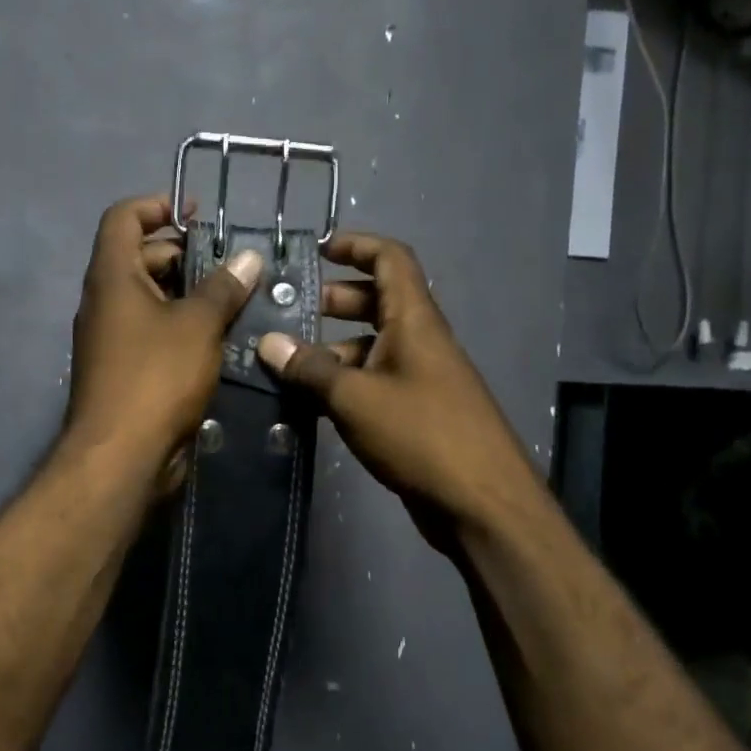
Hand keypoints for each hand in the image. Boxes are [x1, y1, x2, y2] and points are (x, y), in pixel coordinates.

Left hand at [64, 196, 263, 468]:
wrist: (121, 456)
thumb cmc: (156, 377)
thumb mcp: (198, 325)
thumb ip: (223, 288)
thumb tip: (249, 258)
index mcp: (112, 276)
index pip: (124, 217)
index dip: (158, 205)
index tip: (197, 215)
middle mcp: (105, 300)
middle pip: (140, 257)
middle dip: (185, 254)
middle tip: (231, 266)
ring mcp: (112, 337)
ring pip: (151, 298)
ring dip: (189, 294)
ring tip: (236, 300)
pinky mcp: (124, 369)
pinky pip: (154, 332)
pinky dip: (183, 326)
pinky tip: (221, 338)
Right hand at [256, 232, 534, 557]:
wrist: (482, 505)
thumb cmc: (421, 435)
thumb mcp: (355, 398)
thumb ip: (310, 369)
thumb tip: (268, 342)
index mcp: (415, 321)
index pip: (391, 259)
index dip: (357, 245)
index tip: (318, 250)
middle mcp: (420, 341)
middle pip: (378, 301)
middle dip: (335, 301)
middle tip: (290, 314)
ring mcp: (421, 378)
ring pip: (373, 346)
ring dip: (334, 348)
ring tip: (288, 364)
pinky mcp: (417, 413)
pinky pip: (376, 381)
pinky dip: (345, 383)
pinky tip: (312, 402)